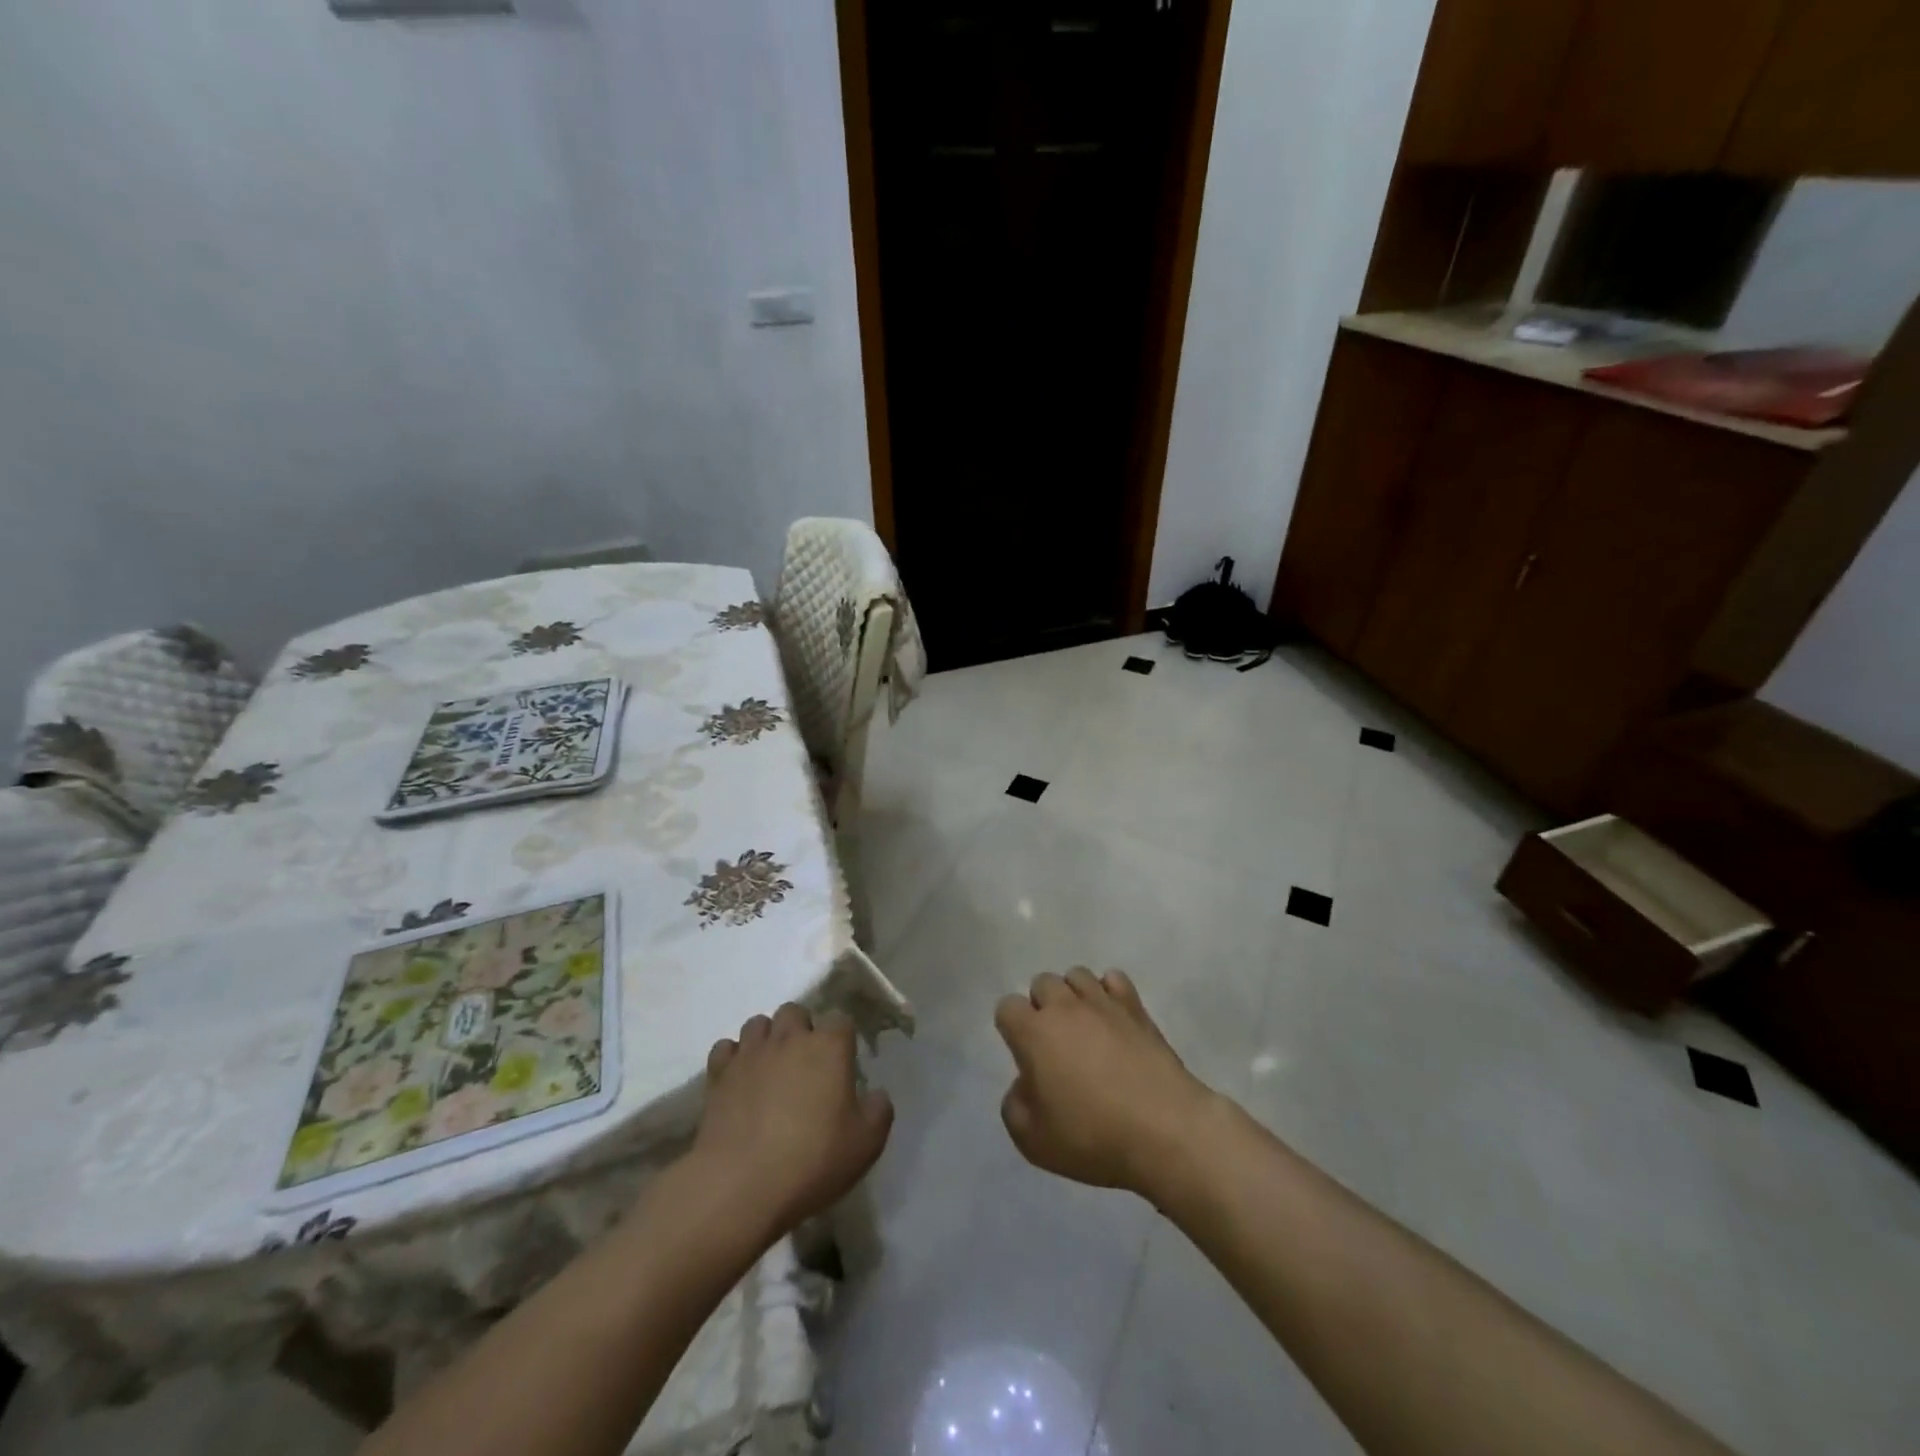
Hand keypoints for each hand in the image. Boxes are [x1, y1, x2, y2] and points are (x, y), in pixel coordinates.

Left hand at [693, 1004, 893, 1235]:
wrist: (740, 1185)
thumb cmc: (812, 1160)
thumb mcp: (866, 1144)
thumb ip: (879, 1111)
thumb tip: (876, 1094)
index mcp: (829, 1047)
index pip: (841, 1020)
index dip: (843, 1038)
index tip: (843, 1063)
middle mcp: (789, 1038)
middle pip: (795, 1012)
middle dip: (801, 1030)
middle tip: (805, 1066)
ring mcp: (750, 1053)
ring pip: (758, 1024)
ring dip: (767, 1039)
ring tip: (770, 1069)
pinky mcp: (718, 1074)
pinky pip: (725, 1049)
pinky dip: (733, 1059)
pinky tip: (739, 1081)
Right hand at [994, 968, 1218, 1196]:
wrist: (1164, 1130)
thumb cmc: (1093, 1137)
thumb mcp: (1033, 1141)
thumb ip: (1014, 1107)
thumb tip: (1024, 1084)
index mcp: (1034, 1033)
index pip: (1007, 1007)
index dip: (1012, 1028)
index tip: (1025, 1055)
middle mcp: (1064, 1007)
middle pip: (1042, 983)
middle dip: (1042, 1006)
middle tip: (1054, 1044)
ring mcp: (1103, 1003)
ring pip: (1077, 975)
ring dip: (1074, 996)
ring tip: (1084, 1027)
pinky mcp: (1136, 1007)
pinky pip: (1114, 979)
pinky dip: (1109, 992)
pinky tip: (1113, 1019)